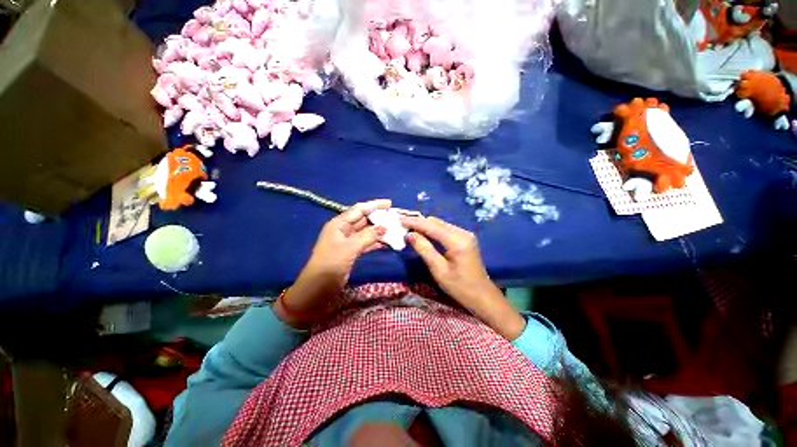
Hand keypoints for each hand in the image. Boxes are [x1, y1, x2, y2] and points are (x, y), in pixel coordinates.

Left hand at [275, 199, 390, 327]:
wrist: (318, 288)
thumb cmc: (331, 263)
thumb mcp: (350, 248)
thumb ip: (368, 236)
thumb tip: (384, 228)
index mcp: (339, 224)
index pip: (359, 210)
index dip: (374, 205)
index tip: (389, 203)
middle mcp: (343, 230)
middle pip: (363, 219)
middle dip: (379, 217)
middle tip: (395, 217)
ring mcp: (348, 242)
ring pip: (366, 232)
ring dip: (379, 230)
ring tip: (394, 228)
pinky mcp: (352, 252)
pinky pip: (366, 243)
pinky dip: (376, 242)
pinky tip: (387, 242)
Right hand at [402, 216, 525, 339]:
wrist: (482, 296)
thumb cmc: (460, 287)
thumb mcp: (438, 270)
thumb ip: (424, 249)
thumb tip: (409, 234)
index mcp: (457, 241)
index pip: (431, 226)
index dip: (414, 222)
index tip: (399, 220)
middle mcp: (462, 232)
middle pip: (436, 222)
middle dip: (419, 222)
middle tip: (402, 225)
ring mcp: (465, 234)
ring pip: (440, 224)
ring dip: (425, 226)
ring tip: (409, 228)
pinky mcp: (465, 238)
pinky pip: (445, 229)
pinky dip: (432, 230)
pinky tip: (423, 234)